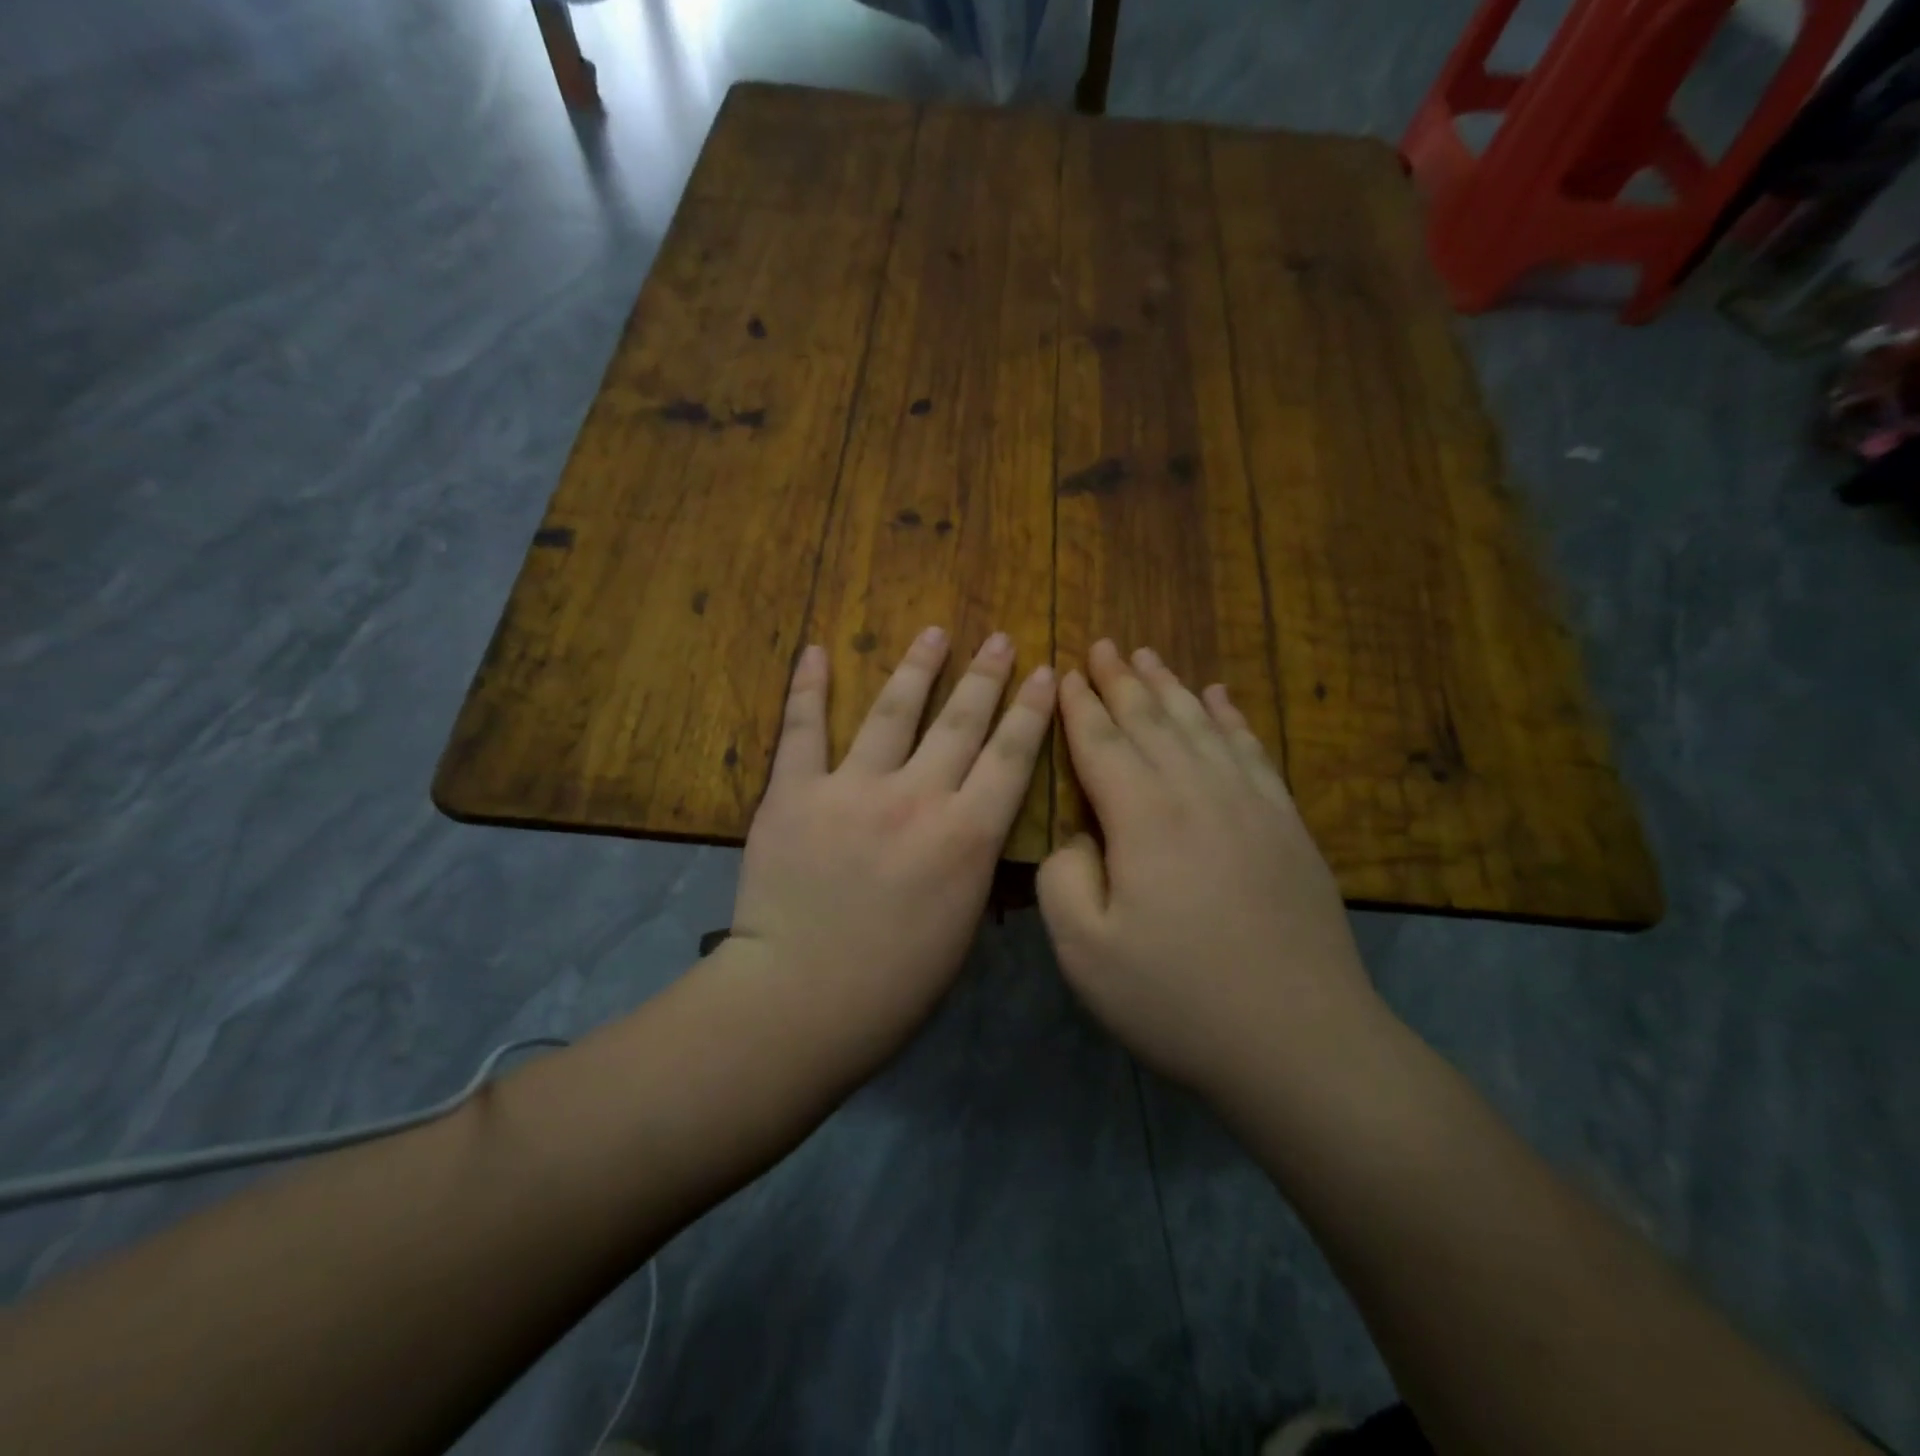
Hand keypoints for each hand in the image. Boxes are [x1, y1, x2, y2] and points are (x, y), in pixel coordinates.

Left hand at [724, 627, 1055, 1069]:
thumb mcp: (962, 928)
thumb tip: (976, 828)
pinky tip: (816, 650)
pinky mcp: (794, 792)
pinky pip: (802, 728)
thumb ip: (973, 866)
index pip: (1011, 757)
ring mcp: (852, 788)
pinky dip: (808, 687)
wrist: (799, 1002)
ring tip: (935, 632)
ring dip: (918, 666)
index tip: (1044, 671)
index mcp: (966, 837)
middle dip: (986, 676)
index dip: (1031, 710)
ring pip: (893, 711)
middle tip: (1000, 639)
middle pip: (961, 722)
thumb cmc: (894, 987)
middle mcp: (917, 797)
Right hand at [1037, 641, 1379, 1098]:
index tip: (1065, 671)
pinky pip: (1253, 752)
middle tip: (1102, 645)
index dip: (1079, 706)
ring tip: (1149, 657)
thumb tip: (1079, 835)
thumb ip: (1064, 877)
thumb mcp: (1085, 951)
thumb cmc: (1178, 1000)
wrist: (1300, 1042)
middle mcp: (1198, 792)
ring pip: (1202, 725)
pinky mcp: (1287, 825)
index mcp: (1144, 817)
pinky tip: (1221, 698)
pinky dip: (1231, 719)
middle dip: (1121, 681)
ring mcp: (1251, 804)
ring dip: (1171, 688)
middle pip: (1152, 720)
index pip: (1102, 742)